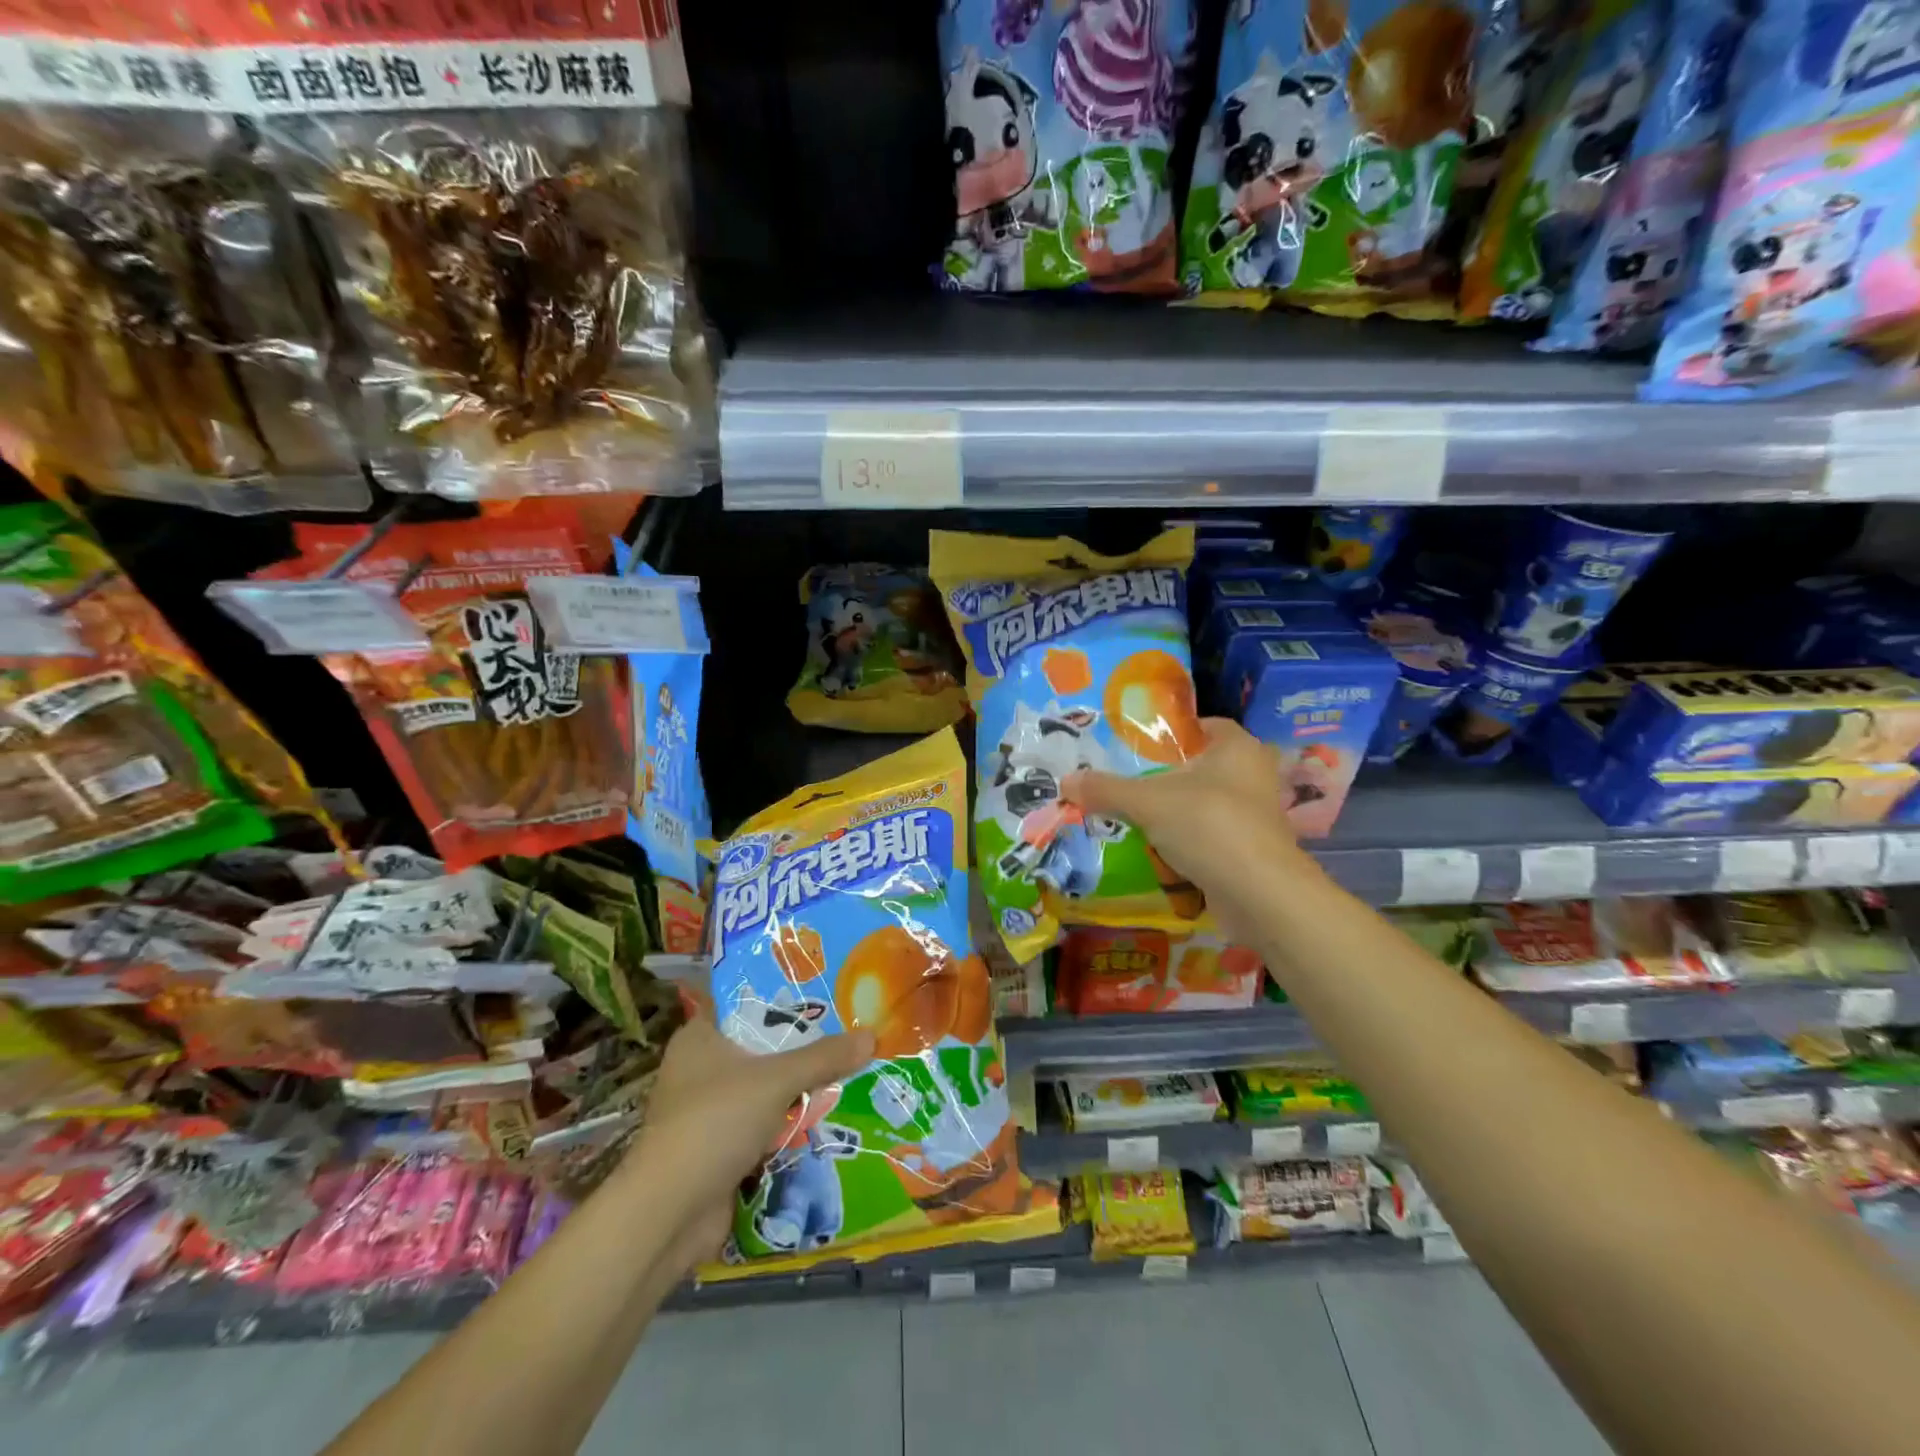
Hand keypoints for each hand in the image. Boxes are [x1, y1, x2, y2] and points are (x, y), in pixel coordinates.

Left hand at [619, 994, 874, 1266]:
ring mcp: (706, 1111)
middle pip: (761, 1047)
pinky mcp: (717, 1149)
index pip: (746, 1004)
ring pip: (763, 1089)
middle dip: (801, 1048)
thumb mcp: (776, 1080)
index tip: (826, 994)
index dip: (784, 998)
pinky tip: (825, 1117)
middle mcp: (699, 1068)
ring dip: (797, 1089)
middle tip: (848, 1033)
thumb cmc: (715, 1122)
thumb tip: (872, 1036)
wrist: (668, 1215)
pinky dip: (787, 1124)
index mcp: (700, 1037)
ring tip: (847, 1070)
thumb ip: (824, 1057)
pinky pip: (762, 1124)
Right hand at [1063, 717, 1313, 942]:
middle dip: (1166, 776)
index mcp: (1238, 747)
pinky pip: (1210, 836)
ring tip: (1134, 817)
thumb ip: (1106, 789)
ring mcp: (1255, 815)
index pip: (1202, 725)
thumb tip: (1065, 782)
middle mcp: (1253, 774)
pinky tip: (1157, 851)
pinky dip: (1187, 841)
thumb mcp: (1147, 802)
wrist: (1260, 895)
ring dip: (1175, 812)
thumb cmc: (1209, 826)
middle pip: (1200, 767)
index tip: (1136, 747)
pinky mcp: (1251, 850)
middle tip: (1126, 783)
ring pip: (1204, 804)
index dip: (1171, 733)